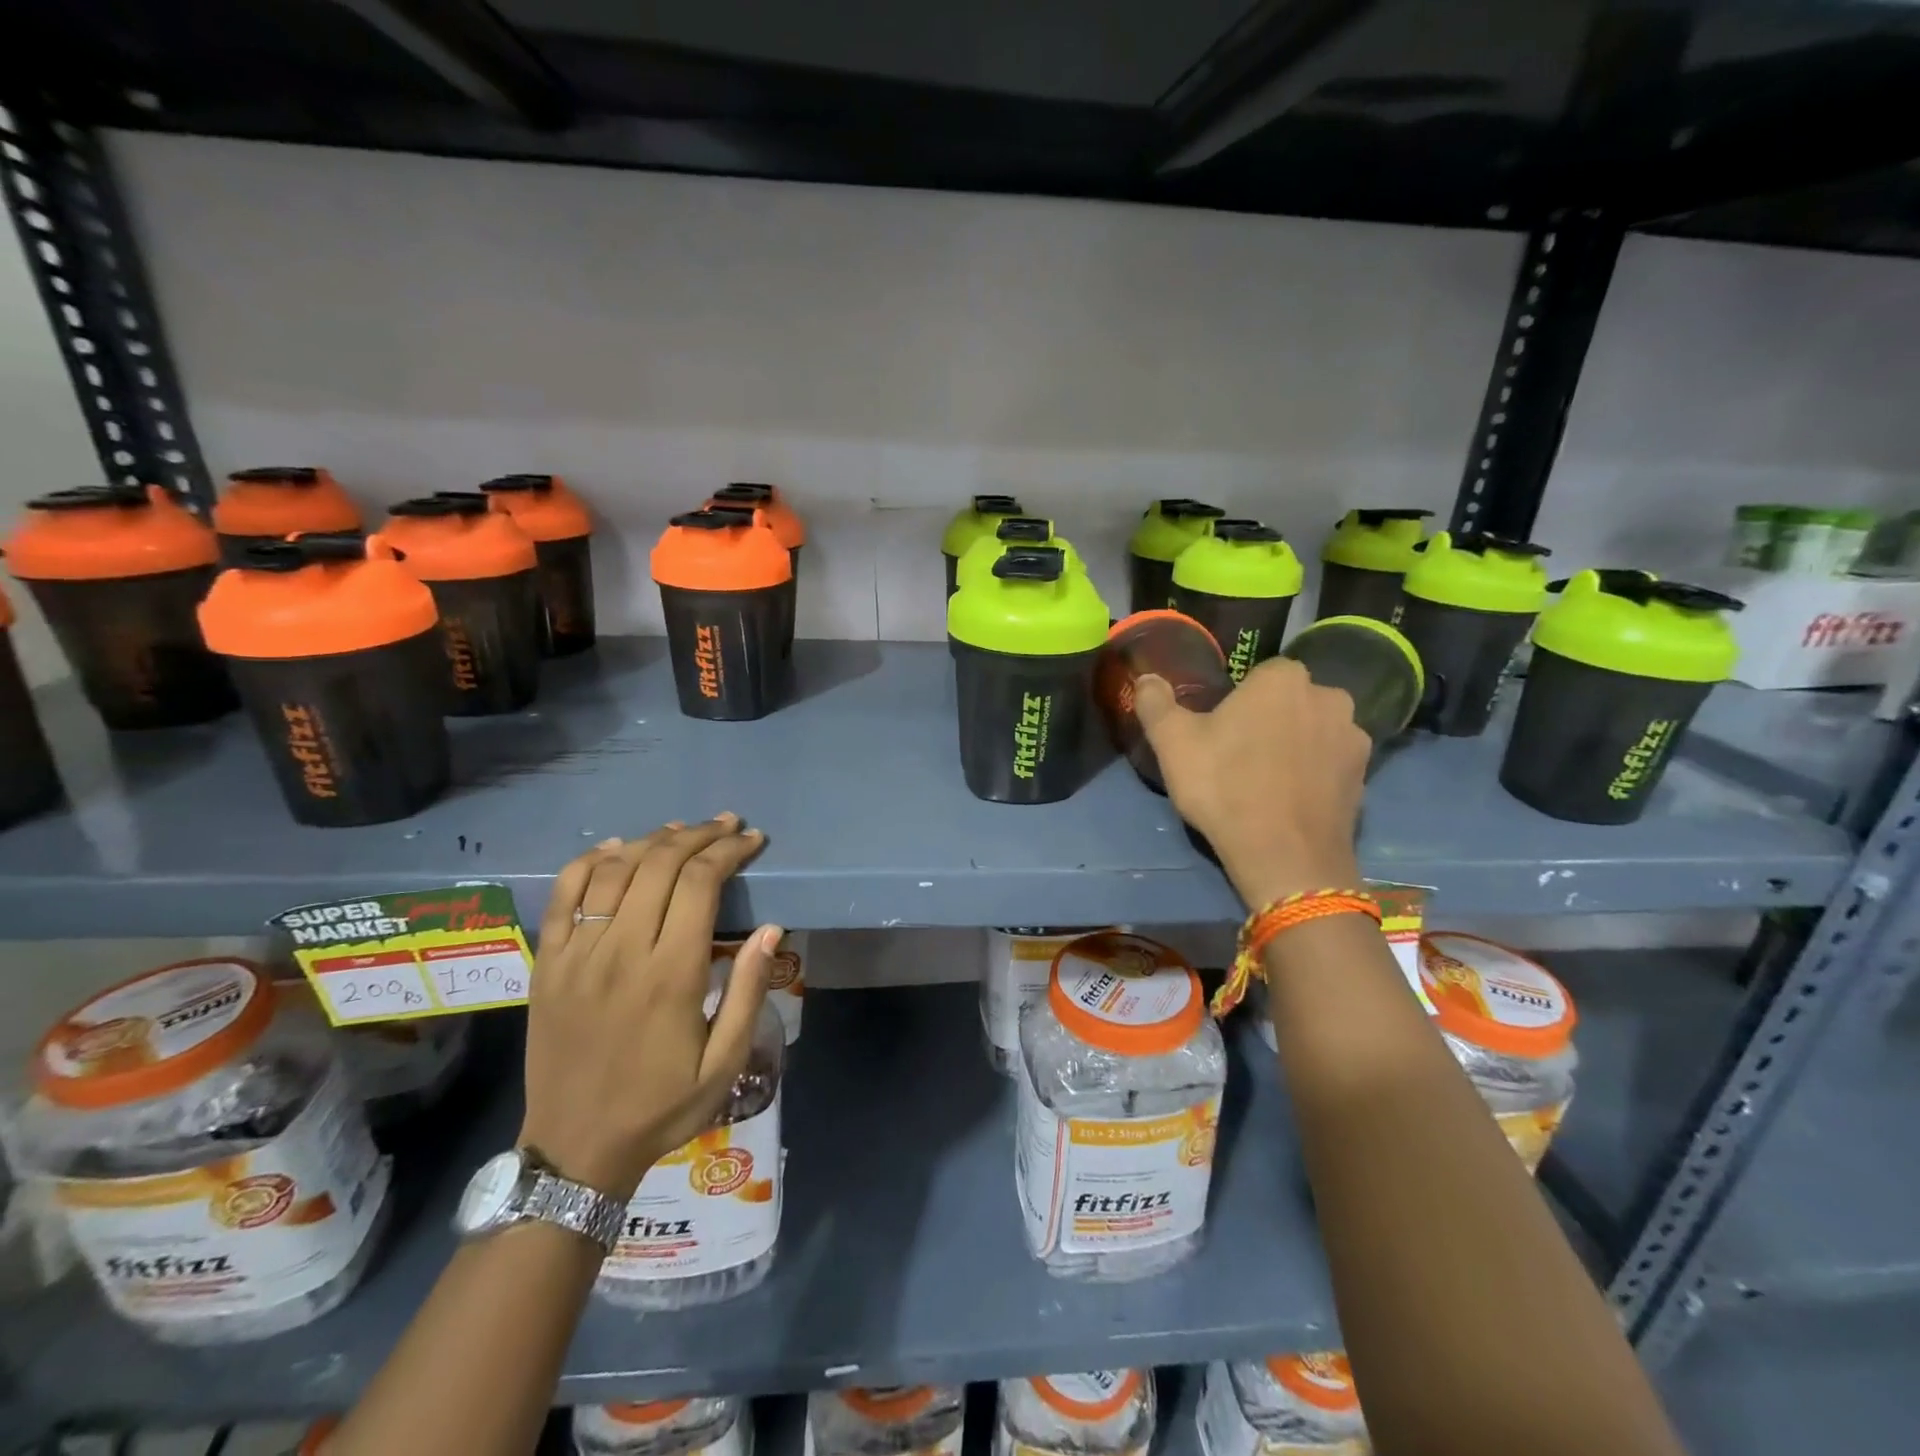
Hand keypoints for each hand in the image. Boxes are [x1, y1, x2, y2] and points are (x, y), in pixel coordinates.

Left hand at [519, 815, 778, 1200]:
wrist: (575, 1148)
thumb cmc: (661, 1106)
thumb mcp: (724, 1063)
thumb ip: (747, 992)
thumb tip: (770, 929)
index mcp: (670, 974)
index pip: (700, 883)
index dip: (730, 851)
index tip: (753, 839)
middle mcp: (621, 951)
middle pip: (660, 864)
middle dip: (700, 835)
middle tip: (728, 825)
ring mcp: (577, 954)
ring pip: (615, 870)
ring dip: (653, 840)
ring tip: (683, 831)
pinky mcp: (547, 964)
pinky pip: (563, 894)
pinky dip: (590, 861)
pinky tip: (615, 849)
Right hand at [1136, 656, 1369, 906]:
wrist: (1285, 857)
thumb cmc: (1225, 787)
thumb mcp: (1173, 743)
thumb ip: (1156, 703)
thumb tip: (1146, 678)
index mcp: (1283, 678)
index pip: (1259, 675)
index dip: (1238, 701)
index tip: (1219, 730)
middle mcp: (1328, 697)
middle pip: (1291, 701)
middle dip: (1271, 719)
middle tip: (1239, 756)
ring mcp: (1353, 738)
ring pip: (1315, 732)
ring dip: (1297, 746)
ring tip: (1266, 782)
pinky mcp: (1365, 777)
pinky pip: (1331, 764)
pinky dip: (1314, 775)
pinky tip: (1290, 801)